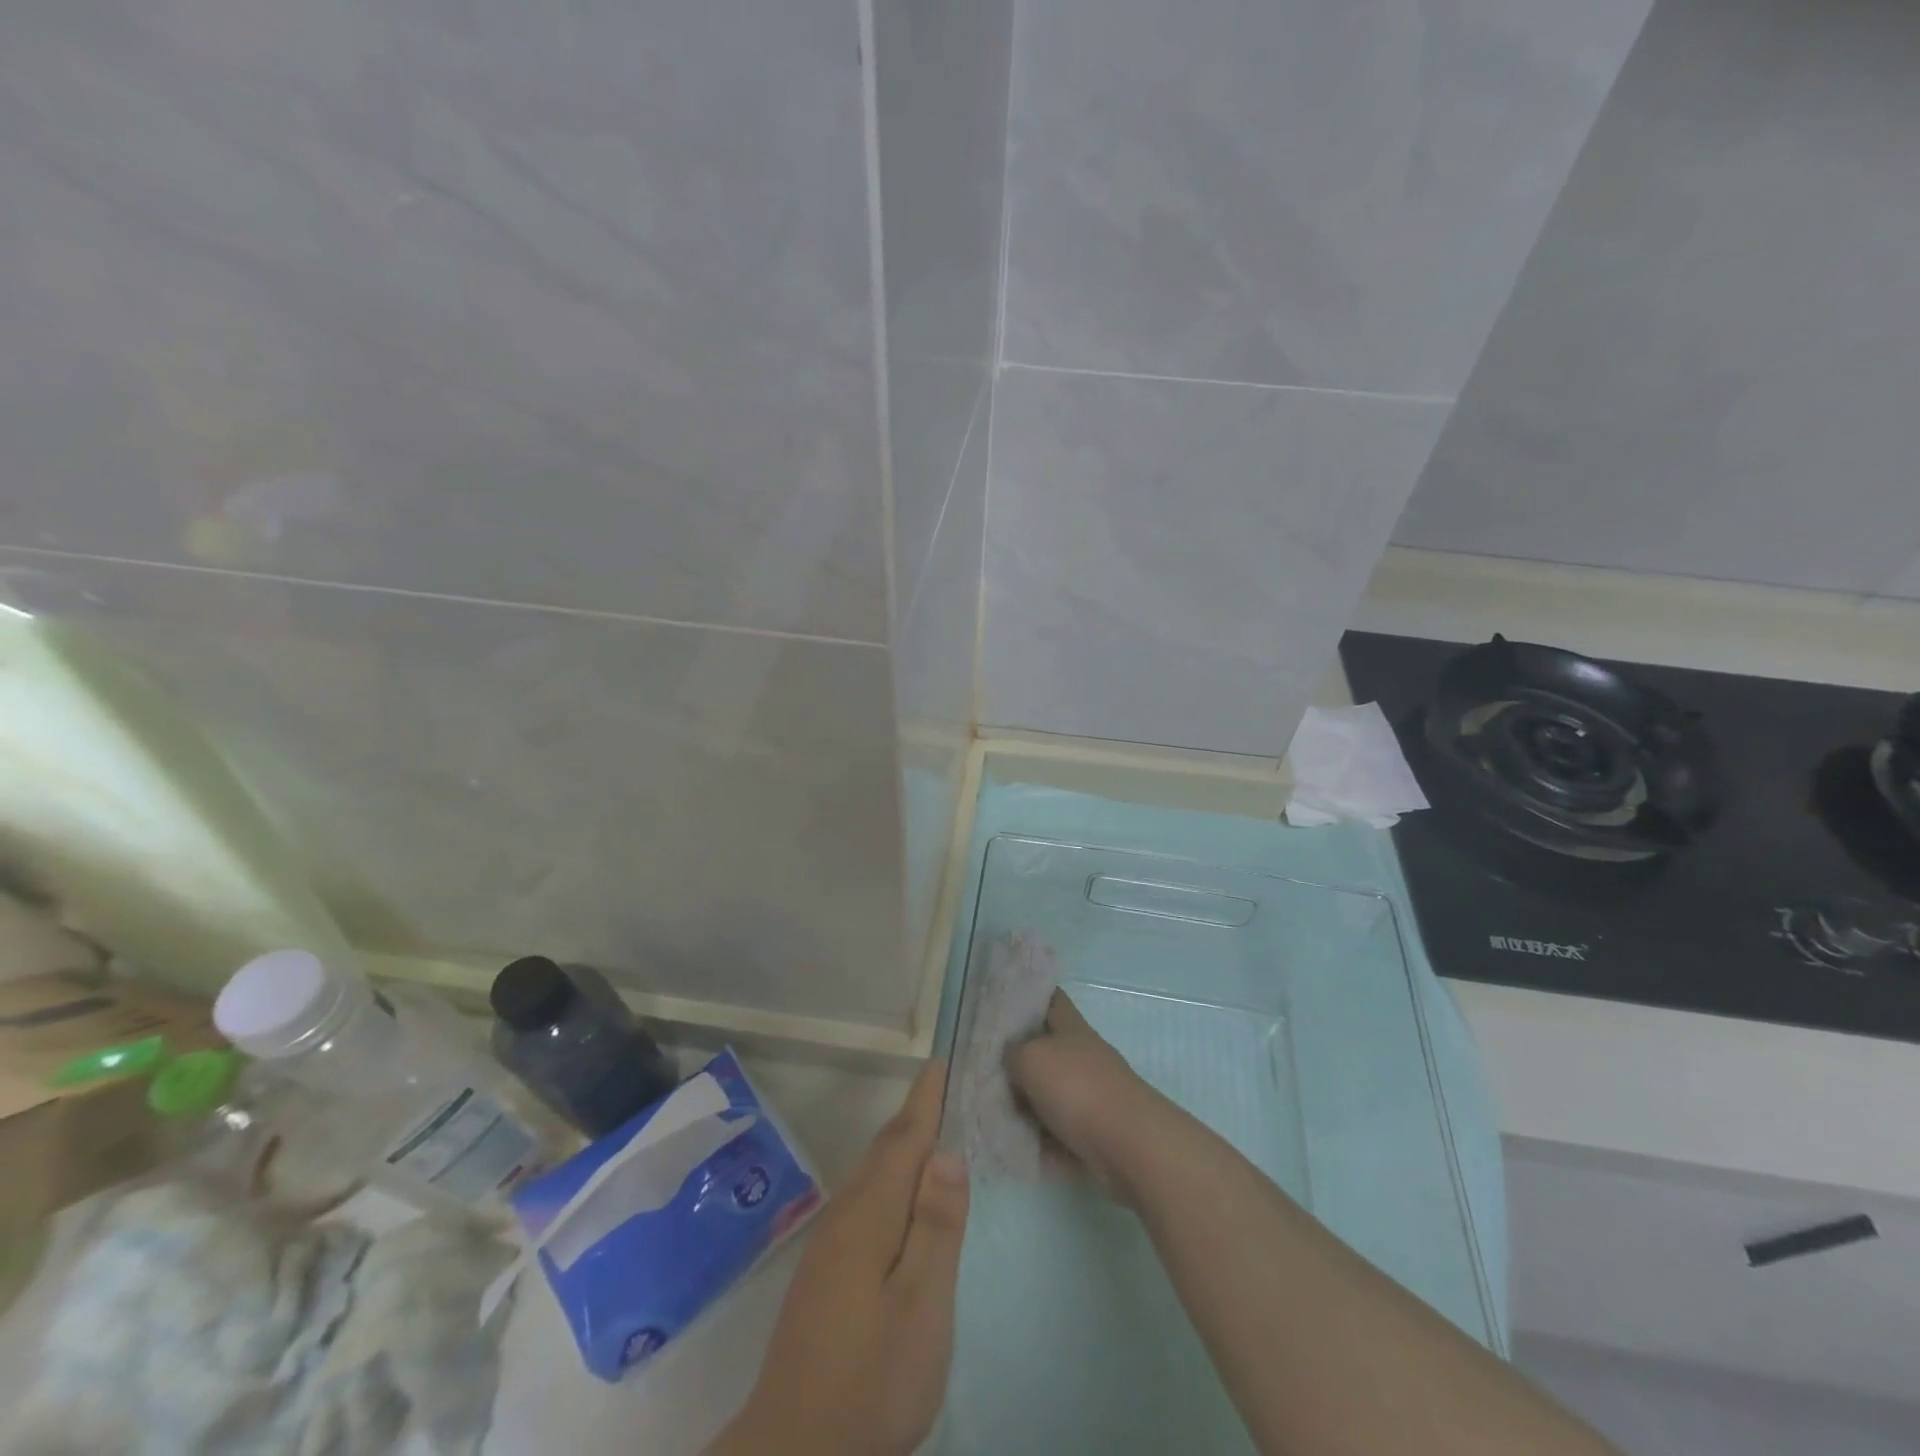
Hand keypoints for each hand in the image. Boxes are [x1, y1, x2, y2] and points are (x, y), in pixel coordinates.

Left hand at [711, 1060, 969, 1455]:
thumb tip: (946, 1151)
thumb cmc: (870, 1378)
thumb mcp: (921, 1305)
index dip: (924, 1100)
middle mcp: (846, 1216)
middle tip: (946, 1087)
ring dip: (902, 1145)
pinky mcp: (827, 1272)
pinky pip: (866, 1200)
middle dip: (915, 1115)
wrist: (794, 1454)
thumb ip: (936, 1226)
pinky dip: (890, 1179)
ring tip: (933, 1129)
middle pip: (885, 1150)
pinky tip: (903, 1198)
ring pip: (872, 1175)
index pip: (903, 1140)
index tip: (940, 1062)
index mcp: (870, 1214)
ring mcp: (831, 1245)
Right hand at [1006, 989, 1167, 1197]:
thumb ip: (1011, 1053)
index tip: (1000, 1001)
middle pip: (1044, 1048)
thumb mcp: (1030, 1058)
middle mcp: (1081, 1056)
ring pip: (1046, 1092)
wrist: (1128, 1146)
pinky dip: (1036, 1137)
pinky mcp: (1091, 1133)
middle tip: (980, 1063)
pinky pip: (1054, 1130)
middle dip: (1016, 1056)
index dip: (1028, 996)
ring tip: (987, 1107)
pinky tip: (1009, 1142)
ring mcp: (1089, 1095)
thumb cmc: (1077, 1088)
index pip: (1050, 999)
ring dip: (1023, 1101)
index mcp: (1071, 1028)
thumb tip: (1008, 1059)